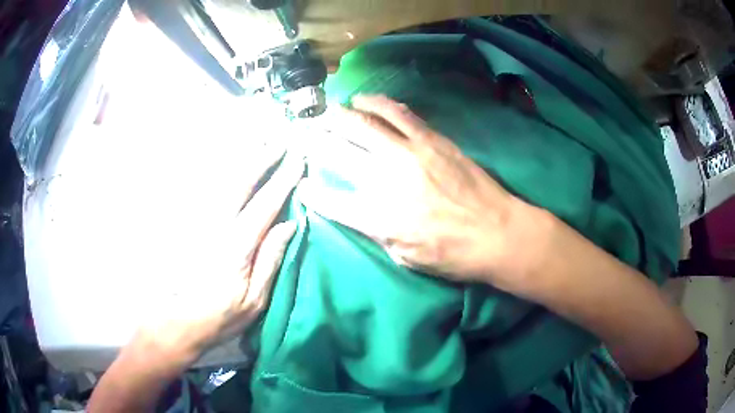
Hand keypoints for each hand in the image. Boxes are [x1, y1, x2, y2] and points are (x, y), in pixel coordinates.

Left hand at [126, 150, 303, 372]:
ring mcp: (198, 222)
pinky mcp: (187, 224)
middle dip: (262, 159)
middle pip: (241, 183)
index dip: (283, 181)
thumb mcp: (255, 300)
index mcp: (237, 246)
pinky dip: (218, 171)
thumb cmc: (220, 315)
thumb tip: (289, 225)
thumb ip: (271, 260)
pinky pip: (204, 190)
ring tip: (258, 141)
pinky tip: (227, 162)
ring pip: (221, 180)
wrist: (178, 320)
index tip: (298, 162)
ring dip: (241, 158)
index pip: (265, 205)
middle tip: (280, 141)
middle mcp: (215, 226)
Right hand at [300, 95, 540, 284]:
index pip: (333, 202)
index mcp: (380, 218)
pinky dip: (378, 103)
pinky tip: (365, 100)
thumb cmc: (453, 254)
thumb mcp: (407, 258)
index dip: (314, 193)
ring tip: (329, 110)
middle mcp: (389, 180)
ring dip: (341, 115)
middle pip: (340, 153)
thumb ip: (377, 232)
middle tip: (306, 133)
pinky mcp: (432, 139)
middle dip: (317, 142)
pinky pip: (399, 113)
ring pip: (365, 124)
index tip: (304, 186)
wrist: (498, 232)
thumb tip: (356, 211)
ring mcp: (411, 153)